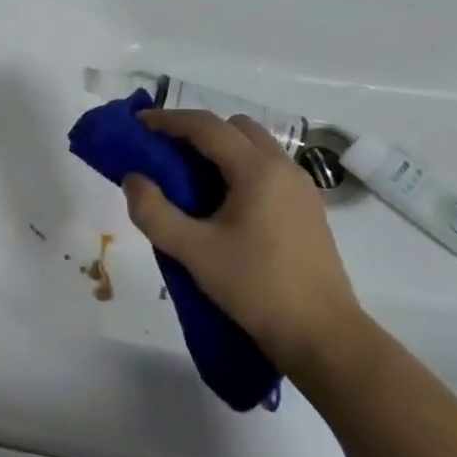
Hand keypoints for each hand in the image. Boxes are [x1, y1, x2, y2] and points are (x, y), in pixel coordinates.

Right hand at [122, 109, 362, 370]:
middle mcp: (283, 168)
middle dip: (197, 131)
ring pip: (255, 147)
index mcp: (257, 170)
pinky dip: (239, 169)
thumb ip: (154, 212)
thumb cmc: (256, 288)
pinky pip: (268, 170)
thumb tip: (134, 179)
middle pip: (235, 128)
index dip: (168, 120)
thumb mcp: (193, 252)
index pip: (206, 126)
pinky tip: (222, 204)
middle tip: (165, 152)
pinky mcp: (308, 210)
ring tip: (190, 179)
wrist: (323, 335)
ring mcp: (302, 188)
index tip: (137, 124)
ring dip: (220, 150)